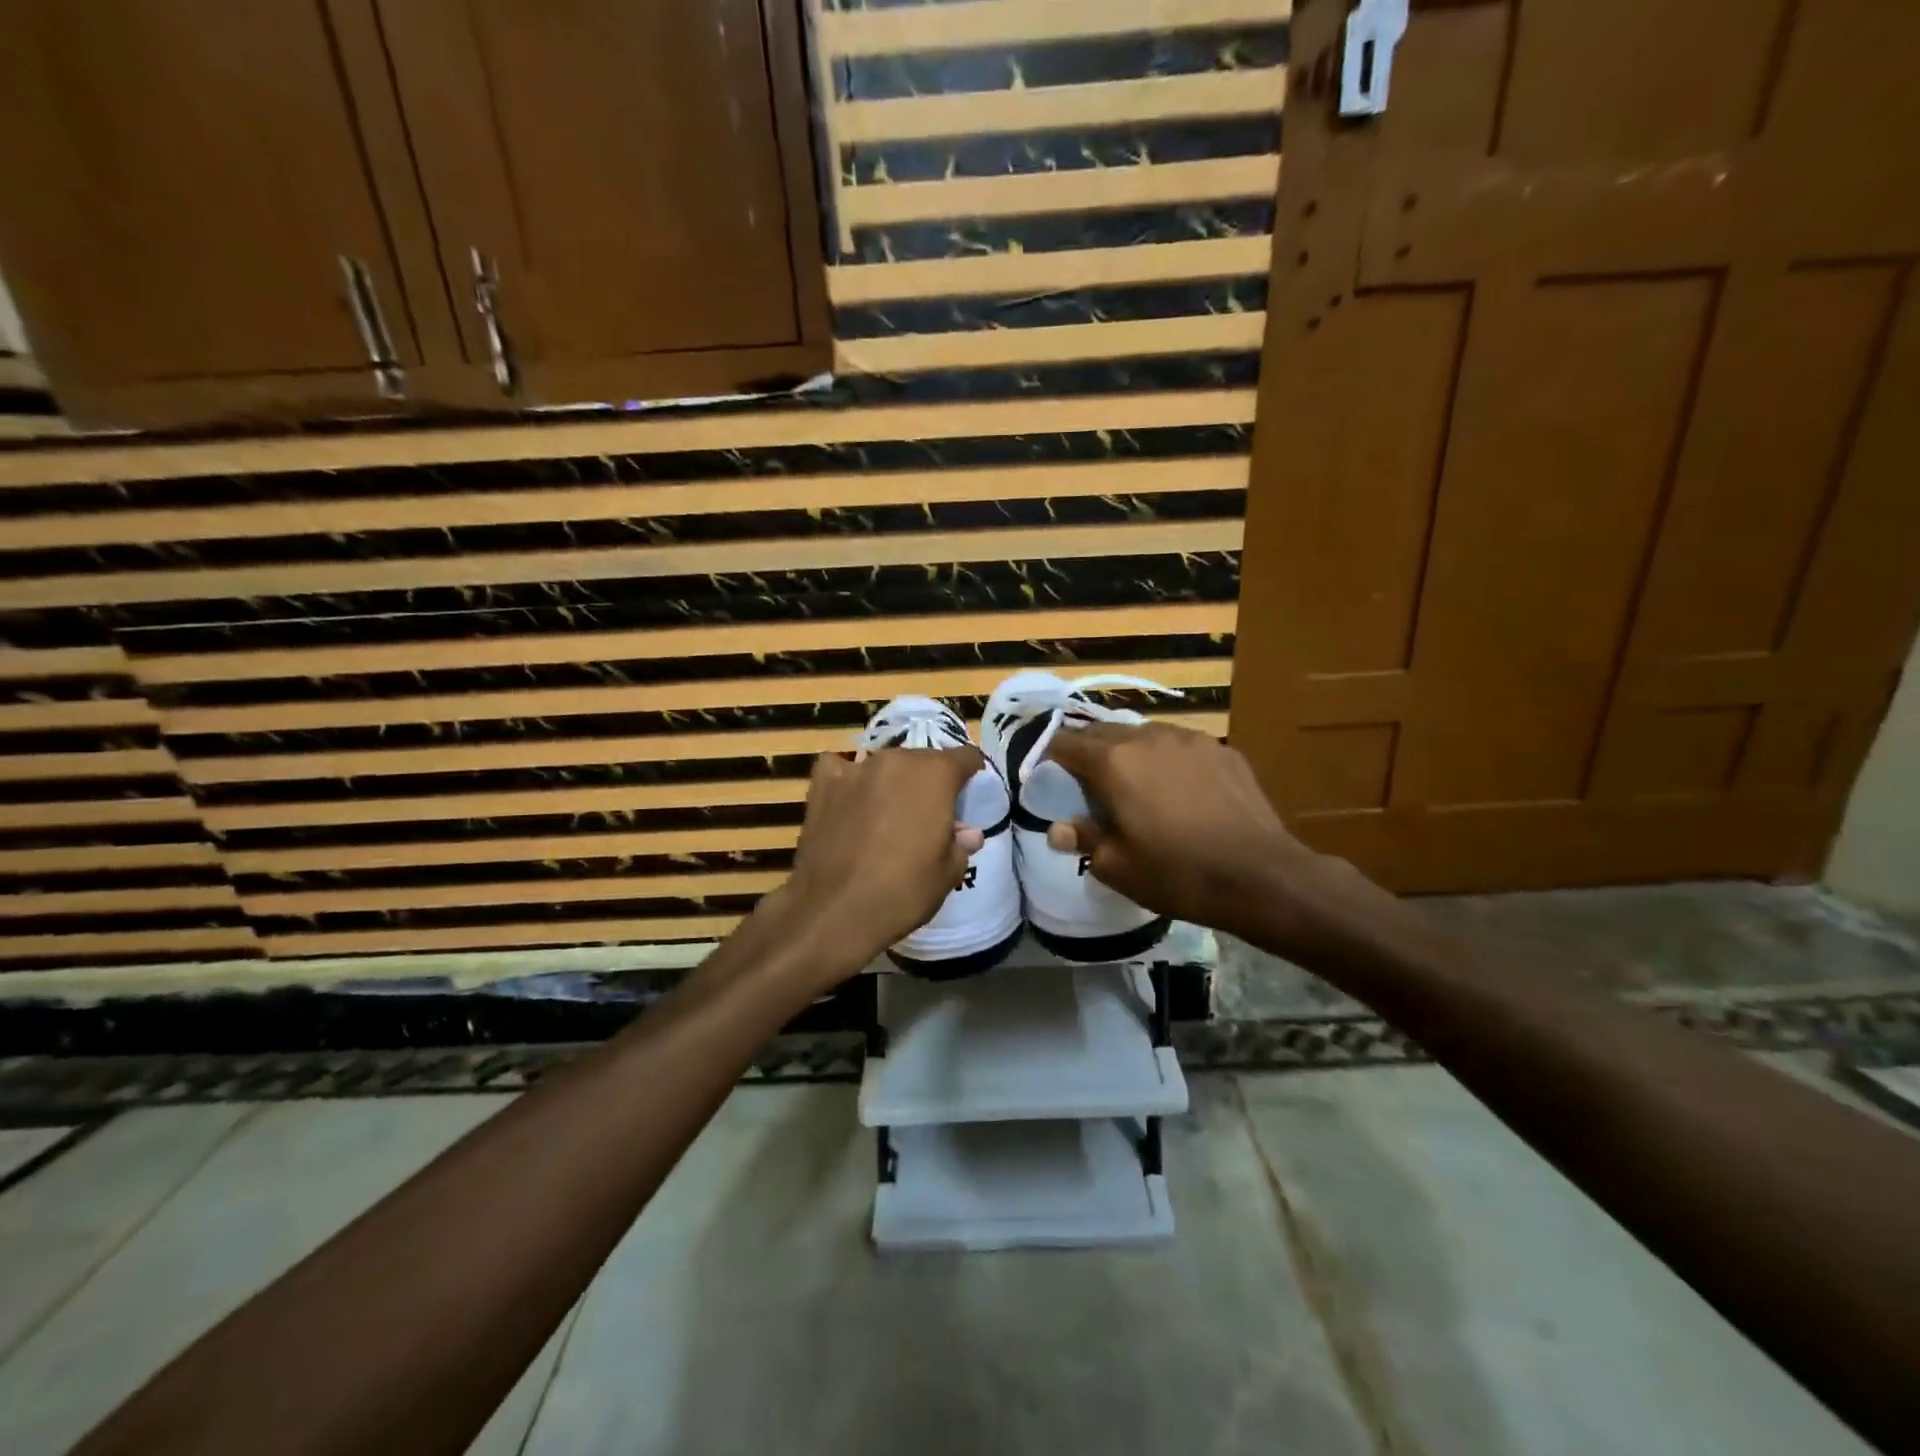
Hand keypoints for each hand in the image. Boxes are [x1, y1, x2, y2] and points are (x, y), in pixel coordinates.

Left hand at [764, 747, 983, 984]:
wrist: (836, 911)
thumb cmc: (904, 891)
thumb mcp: (948, 873)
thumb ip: (960, 843)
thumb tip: (967, 833)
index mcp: (935, 774)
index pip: (965, 757)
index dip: (971, 774)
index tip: (969, 792)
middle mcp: (897, 760)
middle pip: (922, 761)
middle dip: (928, 782)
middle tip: (927, 815)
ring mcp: (856, 769)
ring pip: (884, 765)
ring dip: (891, 782)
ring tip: (887, 813)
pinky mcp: (822, 784)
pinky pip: (839, 768)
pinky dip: (847, 779)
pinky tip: (848, 799)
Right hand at [1044, 723, 1388, 953]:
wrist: (1261, 876)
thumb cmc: (1177, 874)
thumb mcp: (1117, 866)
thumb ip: (1083, 839)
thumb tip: (1058, 829)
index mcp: (1113, 762)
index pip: (1066, 743)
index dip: (1052, 758)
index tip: (1051, 778)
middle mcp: (1148, 737)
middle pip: (1104, 732)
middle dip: (1090, 753)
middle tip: (1090, 785)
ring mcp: (1190, 739)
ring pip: (1145, 735)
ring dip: (1130, 753)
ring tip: (1137, 786)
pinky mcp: (1223, 750)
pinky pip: (1181, 747)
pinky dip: (1168, 761)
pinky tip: (1181, 791)